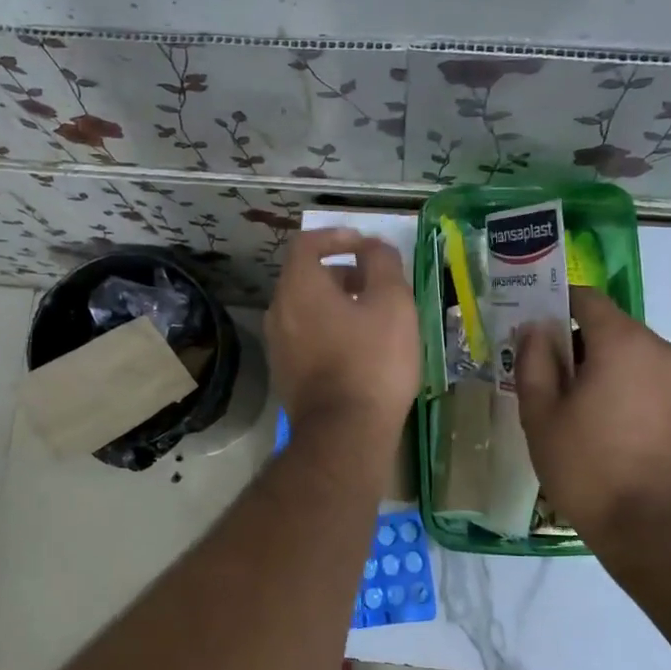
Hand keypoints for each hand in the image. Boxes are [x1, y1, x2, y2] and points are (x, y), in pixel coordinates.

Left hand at [266, 228, 419, 435]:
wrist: (344, 433)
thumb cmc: (372, 361)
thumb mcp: (392, 303)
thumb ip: (383, 263)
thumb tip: (373, 246)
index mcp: (299, 287)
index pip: (306, 243)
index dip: (336, 236)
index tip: (365, 245)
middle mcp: (279, 311)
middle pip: (305, 277)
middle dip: (341, 272)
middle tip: (375, 283)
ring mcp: (278, 345)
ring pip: (305, 309)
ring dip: (335, 303)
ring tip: (371, 317)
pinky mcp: (284, 373)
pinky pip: (304, 336)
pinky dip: (327, 329)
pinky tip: (356, 348)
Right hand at [514, 286, 670, 540]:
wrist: (650, 529)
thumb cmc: (585, 467)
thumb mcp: (539, 414)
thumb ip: (533, 359)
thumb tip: (536, 327)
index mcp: (623, 344)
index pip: (588, 300)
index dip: (560, 306)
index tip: (542, 330)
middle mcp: (666, 350)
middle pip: (617, 331)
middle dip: (587, 347)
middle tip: (564, 386)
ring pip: (644, 358)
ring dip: (619, 371)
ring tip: (599, 414)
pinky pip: (667, 383)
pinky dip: (645, 392)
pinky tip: (631, 431)